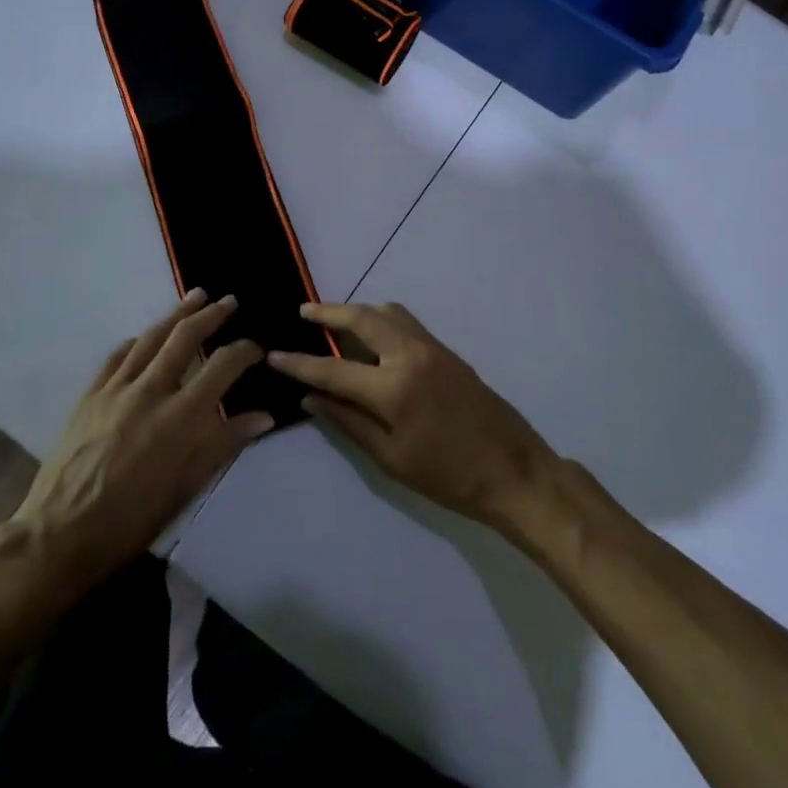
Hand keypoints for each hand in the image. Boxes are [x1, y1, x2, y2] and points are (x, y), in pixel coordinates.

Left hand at [0, 290, 271, 610]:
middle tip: (229, 301)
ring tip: (196, 297)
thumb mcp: (187, 489)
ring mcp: (116, 389)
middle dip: (211, 315)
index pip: (222, 367)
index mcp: (181, 418)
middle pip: (185, 337)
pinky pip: (117, 356)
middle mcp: (150, 392)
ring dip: (176, 314)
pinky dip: (137, 341)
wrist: (60, 534)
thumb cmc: (131, 520)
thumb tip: (263, 416)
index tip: (256, 349)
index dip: (244, 352)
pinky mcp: (90, 394)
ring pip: (150, 338)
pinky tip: (146, 336)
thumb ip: (224, 445)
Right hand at [268, 302, 555, 531]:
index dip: (299, 363)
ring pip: (388, 312)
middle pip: (362, 318)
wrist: (514, 470)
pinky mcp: (448, 351)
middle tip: (303, 312)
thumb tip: (311, 398)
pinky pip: (407, 322)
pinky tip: (372, 337)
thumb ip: (349, 423)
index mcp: (393, 388)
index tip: (273, 355)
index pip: (333, 369)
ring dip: (358, 311)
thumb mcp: (391, 459)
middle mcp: (411, 355)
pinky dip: (382, 320)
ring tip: (334, 321)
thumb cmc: (449, 477)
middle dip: (328, 312)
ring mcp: (433, 348)